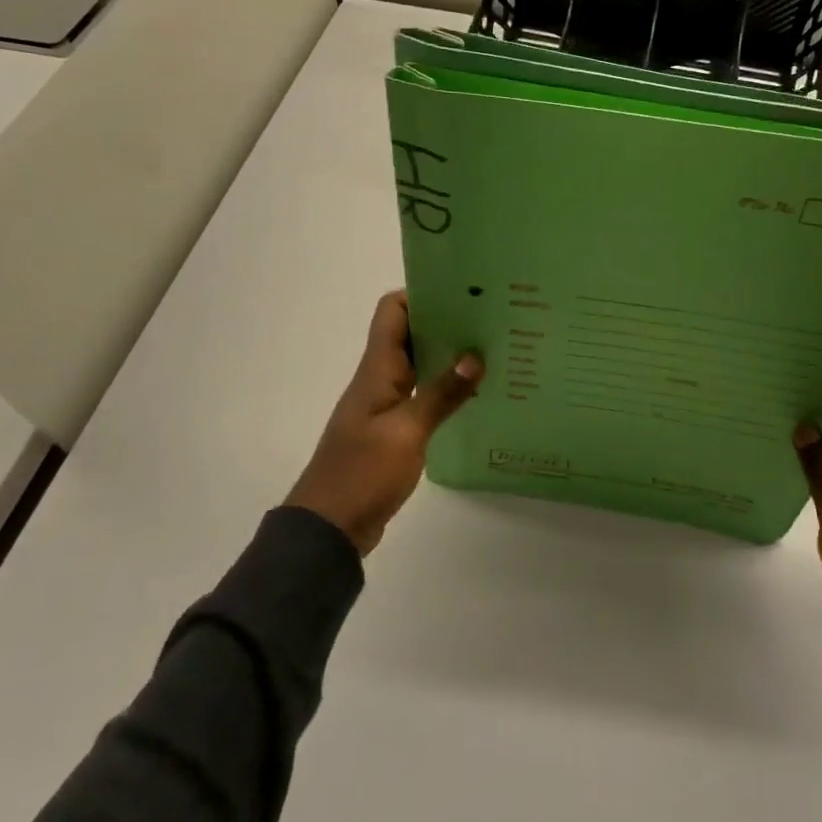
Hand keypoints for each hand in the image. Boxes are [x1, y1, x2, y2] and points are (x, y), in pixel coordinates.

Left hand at [285, 291, 482, 554]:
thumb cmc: (362, 473)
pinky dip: (446, 390)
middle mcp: (380, 379)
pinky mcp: (394, 431)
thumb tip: (474, 355)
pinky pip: (422, 397)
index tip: (462, 292)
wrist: (328, 529)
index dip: (422, 294)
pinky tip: (476, 395)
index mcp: (377, 370)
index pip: (392, 312)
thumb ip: (441, 394)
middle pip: (410, 335)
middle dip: (446, 323)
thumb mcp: (407, 432)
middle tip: (490, 319)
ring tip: (492, 351)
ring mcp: (386, 406)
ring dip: (449, 357)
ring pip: (419, 366)